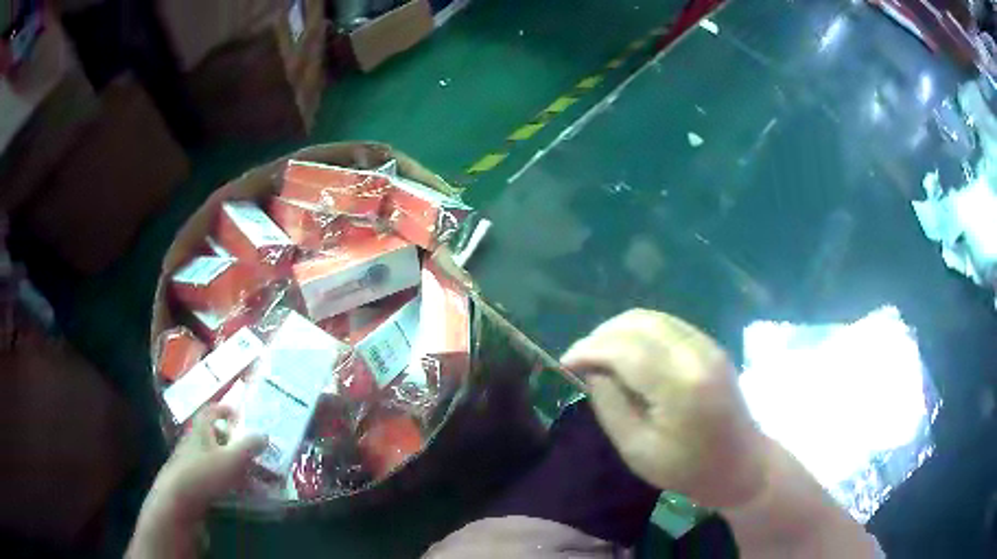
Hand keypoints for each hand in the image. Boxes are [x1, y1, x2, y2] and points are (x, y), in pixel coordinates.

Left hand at [151, 405, 266, 519]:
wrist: (178, 500)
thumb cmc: (204, 473)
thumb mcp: (232, 458)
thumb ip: (250, 445)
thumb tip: (264, 435)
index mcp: (202, 429)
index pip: (213, 410)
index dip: (226, 409)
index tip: (240, 414)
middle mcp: (195, 441)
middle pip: (216, 435)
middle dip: (235, 441)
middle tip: (253, 451)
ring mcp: (192, 461)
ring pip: (216, 457)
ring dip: (234, 464)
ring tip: (254, 477)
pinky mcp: (193, 480)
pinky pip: (214, 475)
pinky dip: (228, 481)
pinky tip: (241, 494)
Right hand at [562, 309, 765, 508]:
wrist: (740, 464)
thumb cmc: (687, 468)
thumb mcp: (637, 450)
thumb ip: (610, 406)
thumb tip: (592, 371)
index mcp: (680, 386)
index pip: (625, 349)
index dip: (589, 349)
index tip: (564, 363)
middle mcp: (696, 354)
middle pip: (638, 322)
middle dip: (601, 335)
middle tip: (580, 359)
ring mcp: (707, 345)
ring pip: (652, 317)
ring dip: (619, 329)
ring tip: (599, 354)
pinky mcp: (710, 345)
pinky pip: (667, 324)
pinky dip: (639, 331)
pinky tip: (628, 352)